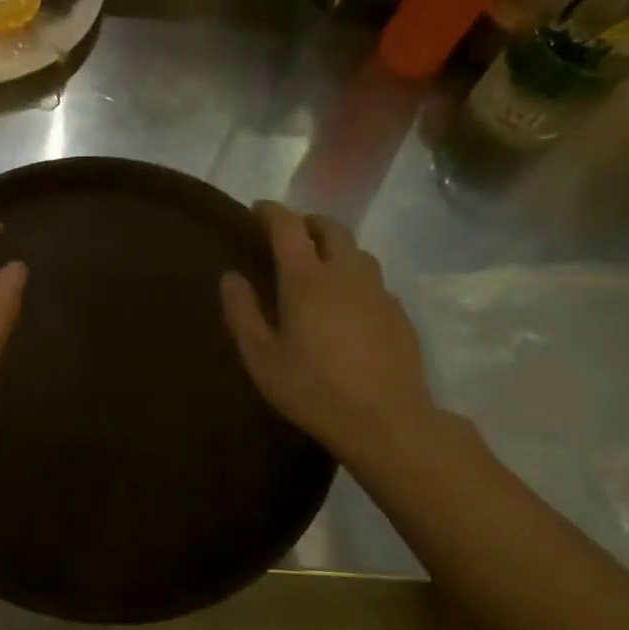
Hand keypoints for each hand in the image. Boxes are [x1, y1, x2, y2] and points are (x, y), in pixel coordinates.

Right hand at [219, 201, 439, 467]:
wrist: (385, 420)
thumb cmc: (312, 389)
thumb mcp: (261, 357)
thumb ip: (242, 312)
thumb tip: (230, 277)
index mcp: (306, 279)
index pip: (287, 226)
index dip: (270, 212)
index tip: (256, 210)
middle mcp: (345, 273)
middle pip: (330, 227)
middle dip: (307, 222)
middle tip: (289, 235)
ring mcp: (378, 291)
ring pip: (356, 251)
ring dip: (334, 247)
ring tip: (318, 266)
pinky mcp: (398, 312)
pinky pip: (373, 280)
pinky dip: (354, 277)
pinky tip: (346, 304)